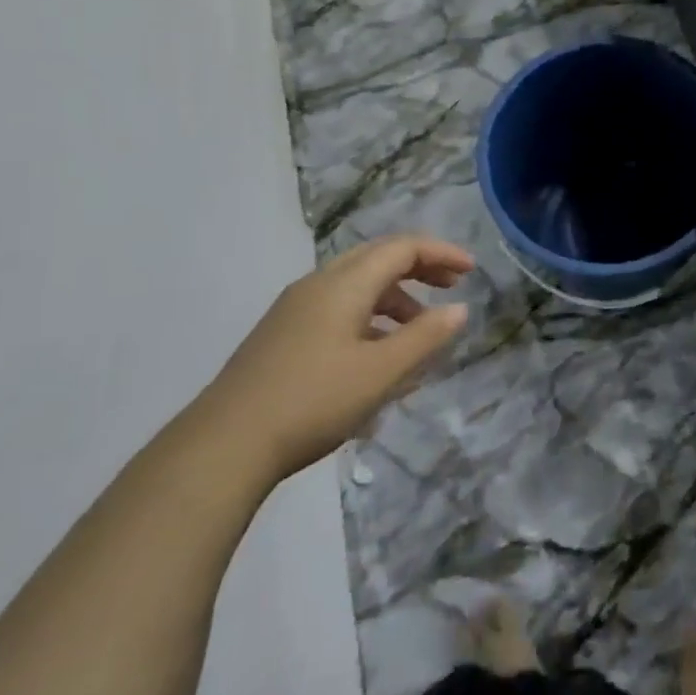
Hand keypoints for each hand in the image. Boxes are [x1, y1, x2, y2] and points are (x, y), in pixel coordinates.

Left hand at [202, 235, 474, 482]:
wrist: (223, 446)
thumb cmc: (313, 401)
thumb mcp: (382, 372)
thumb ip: (426, 337)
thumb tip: (459, 309)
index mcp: (345, 283)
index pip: (402, 248)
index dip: (441, 253)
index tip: (471, 271)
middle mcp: (319, 284)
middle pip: (378, 258)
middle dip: (420, 268)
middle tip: (452, 286)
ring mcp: (295, 309)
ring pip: (357, 285)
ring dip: (395, 297)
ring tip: (419, 331)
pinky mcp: (282, 335)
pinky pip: (338, 309)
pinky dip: (370, 317)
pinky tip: (377, 357)